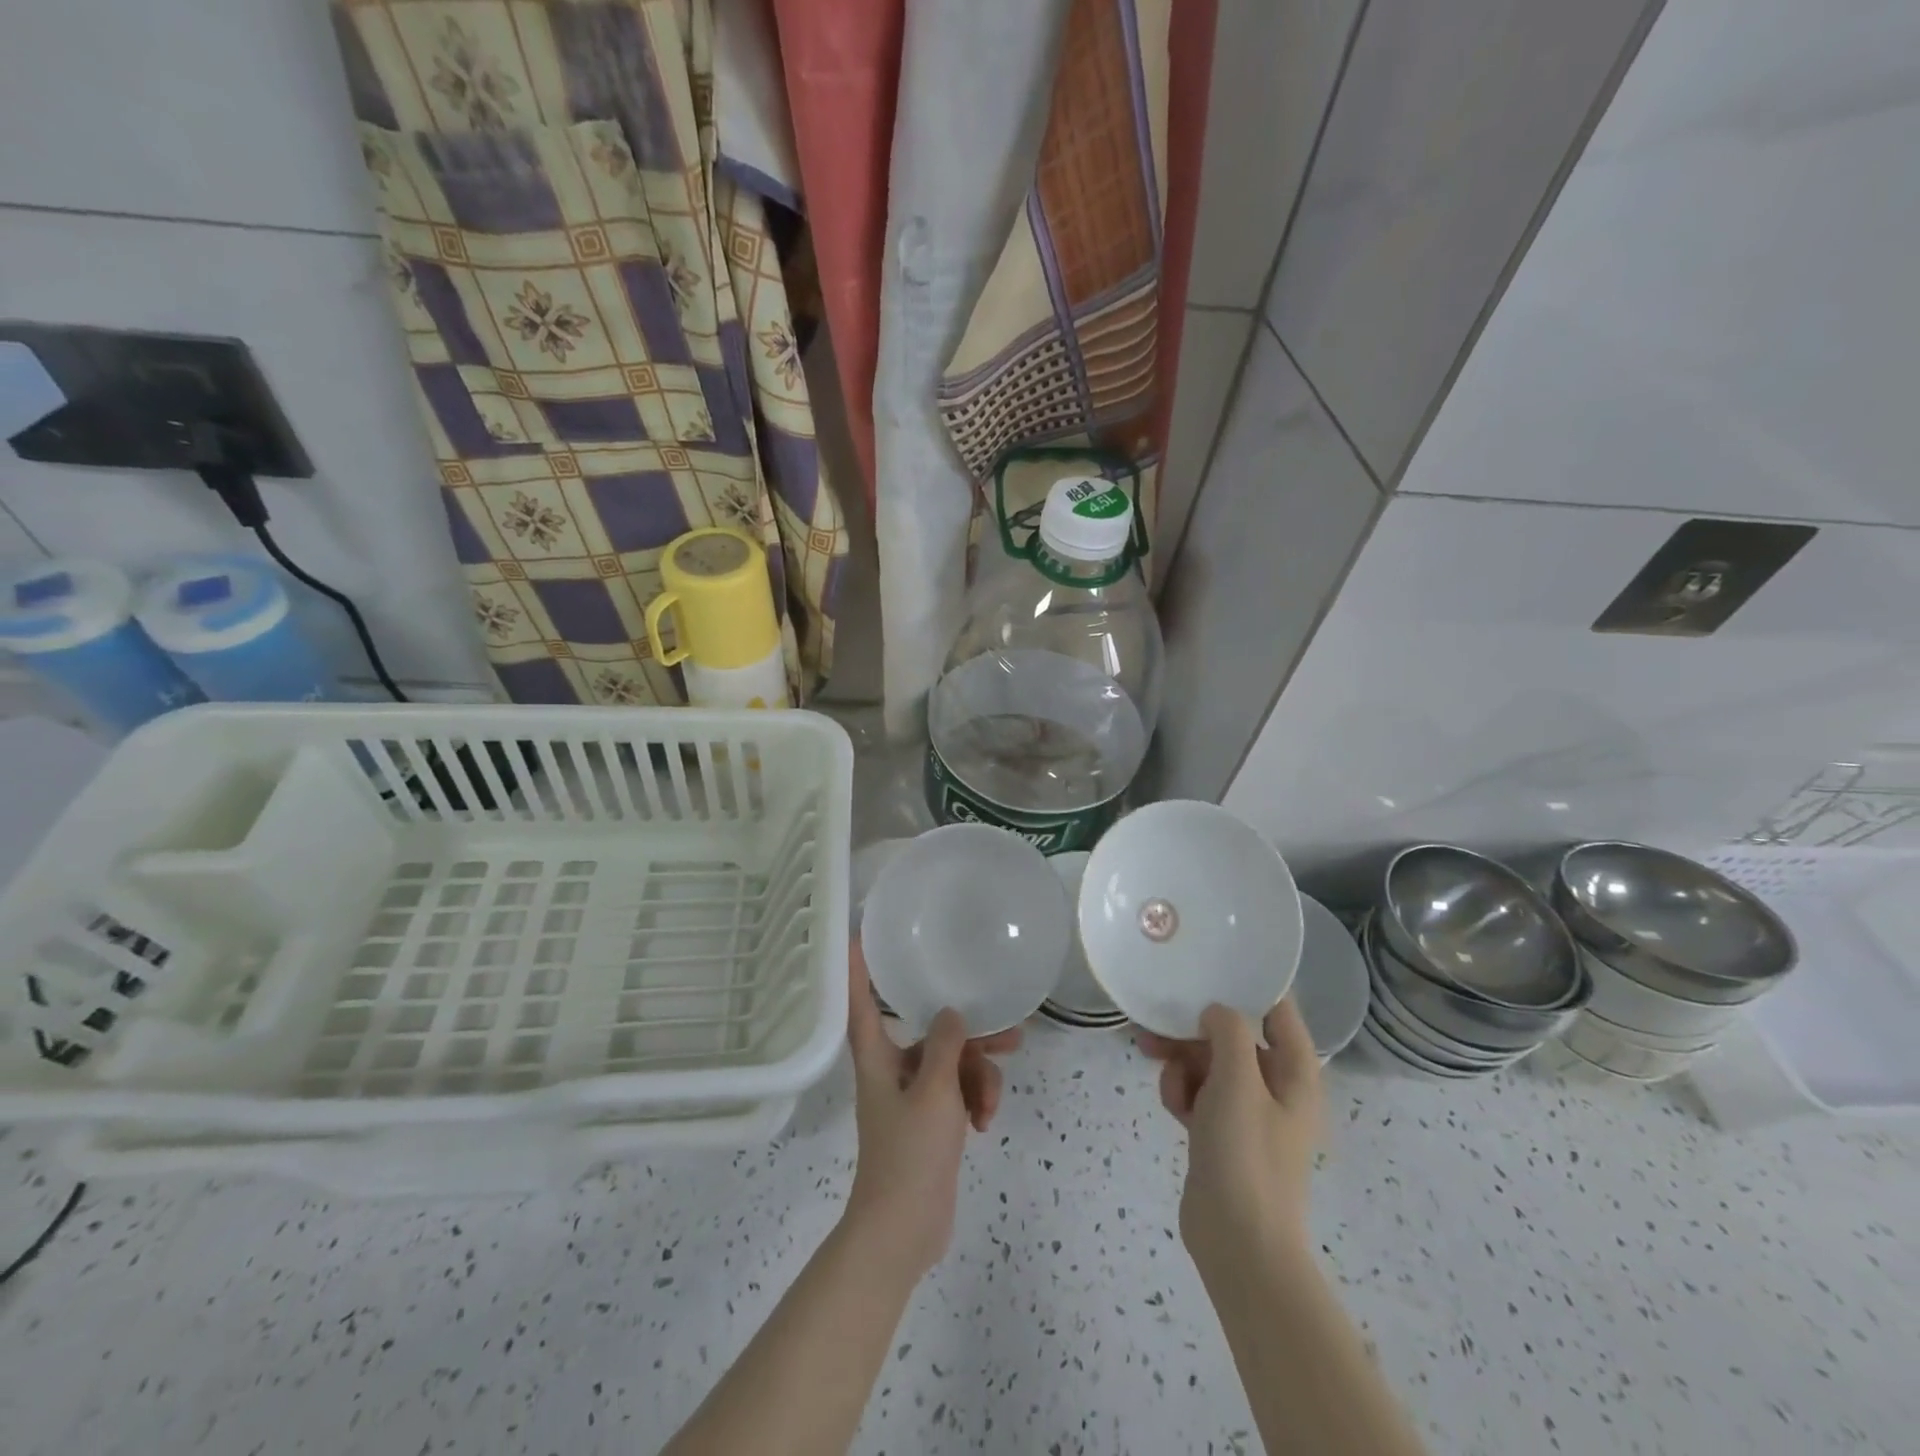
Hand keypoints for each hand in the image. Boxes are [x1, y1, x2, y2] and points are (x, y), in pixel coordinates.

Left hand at [843, 941, 1020, 1276]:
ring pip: (953, 1064)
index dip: (857, 970)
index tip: (857, 936)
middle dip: (971, 1036)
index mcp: (878, 1059)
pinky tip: (986, 1124)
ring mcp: (913, 1097)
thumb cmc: (910, 1154)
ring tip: (992, 1103)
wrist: (904, 1231)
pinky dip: (975, 1101)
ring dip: (978, 1078)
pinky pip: (958, 1092)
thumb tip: (950, 1013)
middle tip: (1011, 1033)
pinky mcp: (931, 1120)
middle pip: (931, 1034)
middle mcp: (893, 1070)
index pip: (861, 1003)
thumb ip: (944, 1046)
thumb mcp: (933, 1093)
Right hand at [1136, 999, 1322, 1265]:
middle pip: (1233, 1036)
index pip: (1278, 1010)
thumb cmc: (1247, 1155)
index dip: (1248, 985)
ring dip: (1181, 1059)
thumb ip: (1229, 1032)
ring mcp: (1246, 1112)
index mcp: (1295, 1072)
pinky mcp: (1220, 1133)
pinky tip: (1170, 1106)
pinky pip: (1198, 1093)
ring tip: (1152, 1060)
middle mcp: (1275, 1087)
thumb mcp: (1239, 1082)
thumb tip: (1216, 1011)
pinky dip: (1181, 1092)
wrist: (1239, 1245)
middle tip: (1155, 1019)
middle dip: (1194, 1028)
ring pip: (1209, 1063)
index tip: (1209, 964)